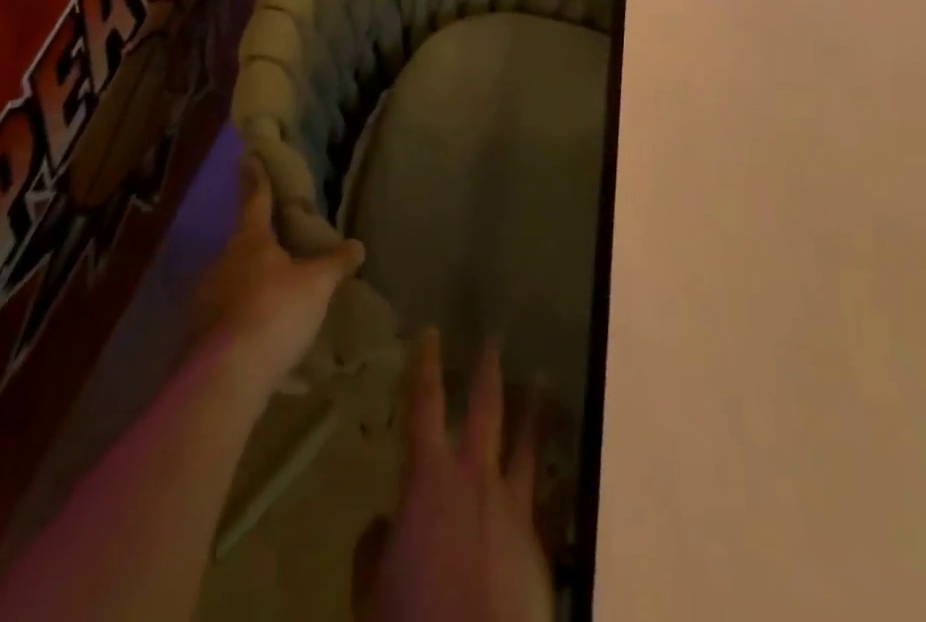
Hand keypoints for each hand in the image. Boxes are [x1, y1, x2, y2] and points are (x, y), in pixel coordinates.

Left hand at [190, 154, 363, 399]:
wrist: (226, 377)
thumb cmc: (275, 312)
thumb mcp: (316, 285)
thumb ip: (335, 264)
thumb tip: (357, 245)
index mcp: (250, 241)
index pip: (255, 200)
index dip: (255, 178)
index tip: (248, 156)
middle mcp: (222, 262)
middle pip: (242, 244)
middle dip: (258, 243)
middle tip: (277, 244)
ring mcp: (206, 300)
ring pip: (233, 281)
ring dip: (251, 285)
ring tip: (275, 297)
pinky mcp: (200, 336)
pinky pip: (228, 317)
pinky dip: (244, 319)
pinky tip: (262, 337)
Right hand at [354, 332, 554, 621]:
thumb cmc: (414, 621)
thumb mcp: (375, 590)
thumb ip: (377, 549)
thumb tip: (386, 526)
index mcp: (429, 480)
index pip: (424, 406)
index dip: (425, 366)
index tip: (431, 331)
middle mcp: (474, 479)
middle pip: (485, 409)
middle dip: (488, 369)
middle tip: (496, 337)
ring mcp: (512, 508)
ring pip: (526, 445)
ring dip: (532, 410)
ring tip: (542, 381)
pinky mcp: (538, 544)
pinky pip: (541, 497)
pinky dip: (544, 476)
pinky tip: (550, 471)